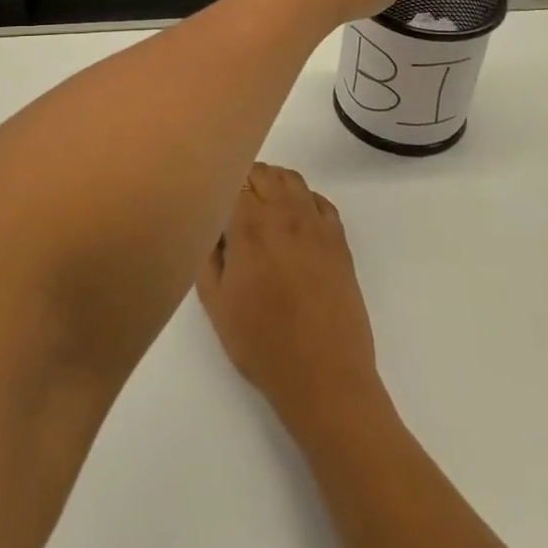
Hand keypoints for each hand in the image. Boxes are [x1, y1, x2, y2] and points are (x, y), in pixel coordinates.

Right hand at [197, 164, 384, 430]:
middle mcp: (285, 214)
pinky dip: (303, 199)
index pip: (234, 178)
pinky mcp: (339, 241)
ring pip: (292, 180)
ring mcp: (317, 225)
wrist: (324, 375)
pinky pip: (320, 200)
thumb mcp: (215, 303)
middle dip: (244, 178)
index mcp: (250, 226)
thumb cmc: (261, 342)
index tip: (211, 196)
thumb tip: (211, 226)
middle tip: (231, 204)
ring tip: (261, 207)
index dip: (220, 183)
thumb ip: (208, 255)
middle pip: (264, 171)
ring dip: (273, 183)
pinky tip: (294, 220)